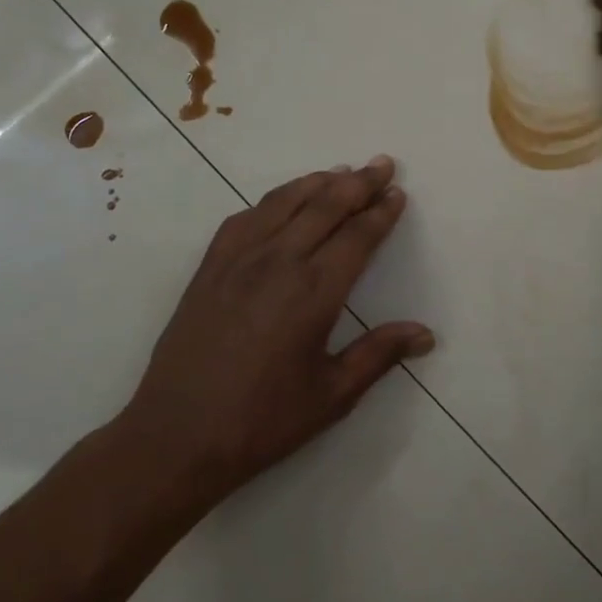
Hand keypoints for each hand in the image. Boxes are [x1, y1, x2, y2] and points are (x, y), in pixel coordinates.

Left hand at [115, 156, 431, 506]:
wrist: (176, 437)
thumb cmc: (262, 421)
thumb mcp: (332, 396)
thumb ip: (379, 355)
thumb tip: (425, 333)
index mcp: (314, 292)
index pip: (357, 237)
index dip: (381, 212)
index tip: (397, 193)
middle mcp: (278, 262)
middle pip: (325, 206)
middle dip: (358, 182)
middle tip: (381, 164)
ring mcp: (238, 260)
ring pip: (284, 202)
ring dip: (317, 182)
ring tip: (340, 171)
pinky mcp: (209, 268)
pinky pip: (244, 218)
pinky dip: (272, 200)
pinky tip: (281, 202)